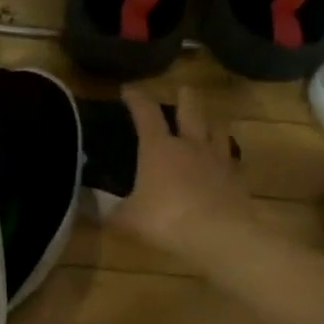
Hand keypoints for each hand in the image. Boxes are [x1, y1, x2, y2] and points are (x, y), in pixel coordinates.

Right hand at [107, 84, 252, 257]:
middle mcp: (189, 145)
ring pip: (217, 130)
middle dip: (185, 98)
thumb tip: (87, 208)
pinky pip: (230, 160)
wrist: (221, 234)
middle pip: (190, 111)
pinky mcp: (236, 179)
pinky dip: (225, 156)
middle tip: (183, 89)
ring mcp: (217, 160)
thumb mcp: (127, 218)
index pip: (145, 113)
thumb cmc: (166, 219)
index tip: (128, 89)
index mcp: (158, 147)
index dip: (136, 98)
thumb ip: (109, 211)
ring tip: (209, 119)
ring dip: (211, 121)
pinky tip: (223, 161)